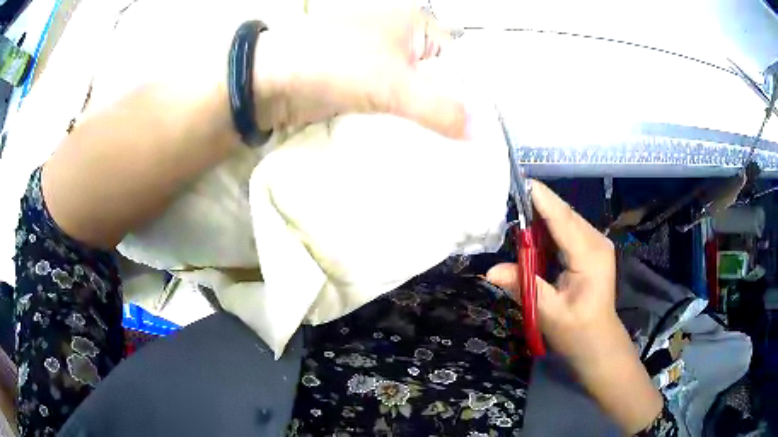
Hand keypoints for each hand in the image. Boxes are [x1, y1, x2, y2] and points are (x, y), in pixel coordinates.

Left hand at [253, 1, 466, 137]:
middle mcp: (402, 40)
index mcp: (415, 25)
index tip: (485, 130)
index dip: (474, 93)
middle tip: (469, 147)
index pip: (460, 60)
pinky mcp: (363, 85)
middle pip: (439, 79)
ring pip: (416, 94)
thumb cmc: (335, 65)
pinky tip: (419, 146)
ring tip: (450, 153)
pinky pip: (395, 105)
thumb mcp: (394, 85)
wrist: (271, 80)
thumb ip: (440, 109)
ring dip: (426, 120)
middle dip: (451, 111)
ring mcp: (381, 63)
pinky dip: (404, 123)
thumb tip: (481, 135)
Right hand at [486, 180, 662, 433]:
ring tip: (511, 207)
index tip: (515, 181)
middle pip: (563, 213)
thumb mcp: (548, 313)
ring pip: (563, 219)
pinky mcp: (589, 248)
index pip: (562, 217)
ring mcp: (594, 243)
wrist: (599, 344)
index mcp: (589, 254)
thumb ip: (523, 286)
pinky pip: (565, 229)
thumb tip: (489, 271)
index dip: (540, 198)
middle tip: (503, 195)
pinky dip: (546, 227)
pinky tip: (529, 228)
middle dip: (535, 203)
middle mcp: (595, 240)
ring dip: (539, 214)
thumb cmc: (577, 333)